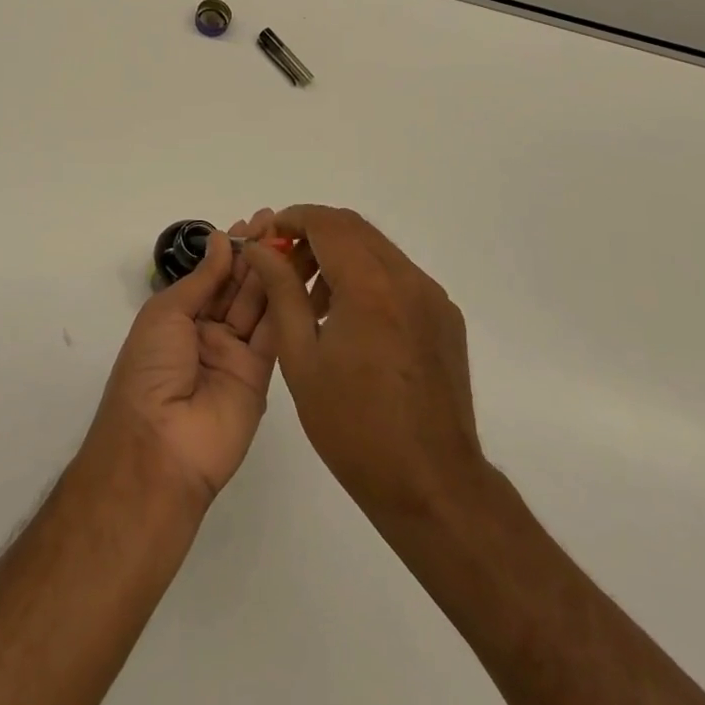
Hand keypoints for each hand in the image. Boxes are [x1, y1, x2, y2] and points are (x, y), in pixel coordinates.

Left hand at [84, 213, 279, 507]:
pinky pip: (273, 335)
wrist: (160, 445)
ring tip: (294, 240)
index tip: (256, 221)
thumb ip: (202, 279)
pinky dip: (285, 305)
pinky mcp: (260, 376)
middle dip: (257, 254)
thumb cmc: (150, 369)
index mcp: (178, 317)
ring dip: (274, 273)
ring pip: (258, 305)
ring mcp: (234, 354)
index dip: (232, 247)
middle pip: (238, 286)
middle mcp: (207, 332)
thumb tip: (221, 240)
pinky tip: (297, 276)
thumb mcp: (166, 313)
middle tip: (281, 223)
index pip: (212, 274)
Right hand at [245, 206, 483, 519]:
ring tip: (311, 300)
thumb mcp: (301, 357)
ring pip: (377, 250)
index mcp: (370, 286)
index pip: (326, 223)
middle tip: (282, 266)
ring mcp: (432, 297)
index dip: (291, 219)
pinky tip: (348, 321)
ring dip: (340, 256)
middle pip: (353, 229)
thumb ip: (281, 292)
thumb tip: (259, 249)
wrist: (432, 484)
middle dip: (313, 235)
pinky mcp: (445, 317)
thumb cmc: (353, 426)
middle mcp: (408, 279)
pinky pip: (398, 277)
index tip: (265, 239)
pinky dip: (367, 278)